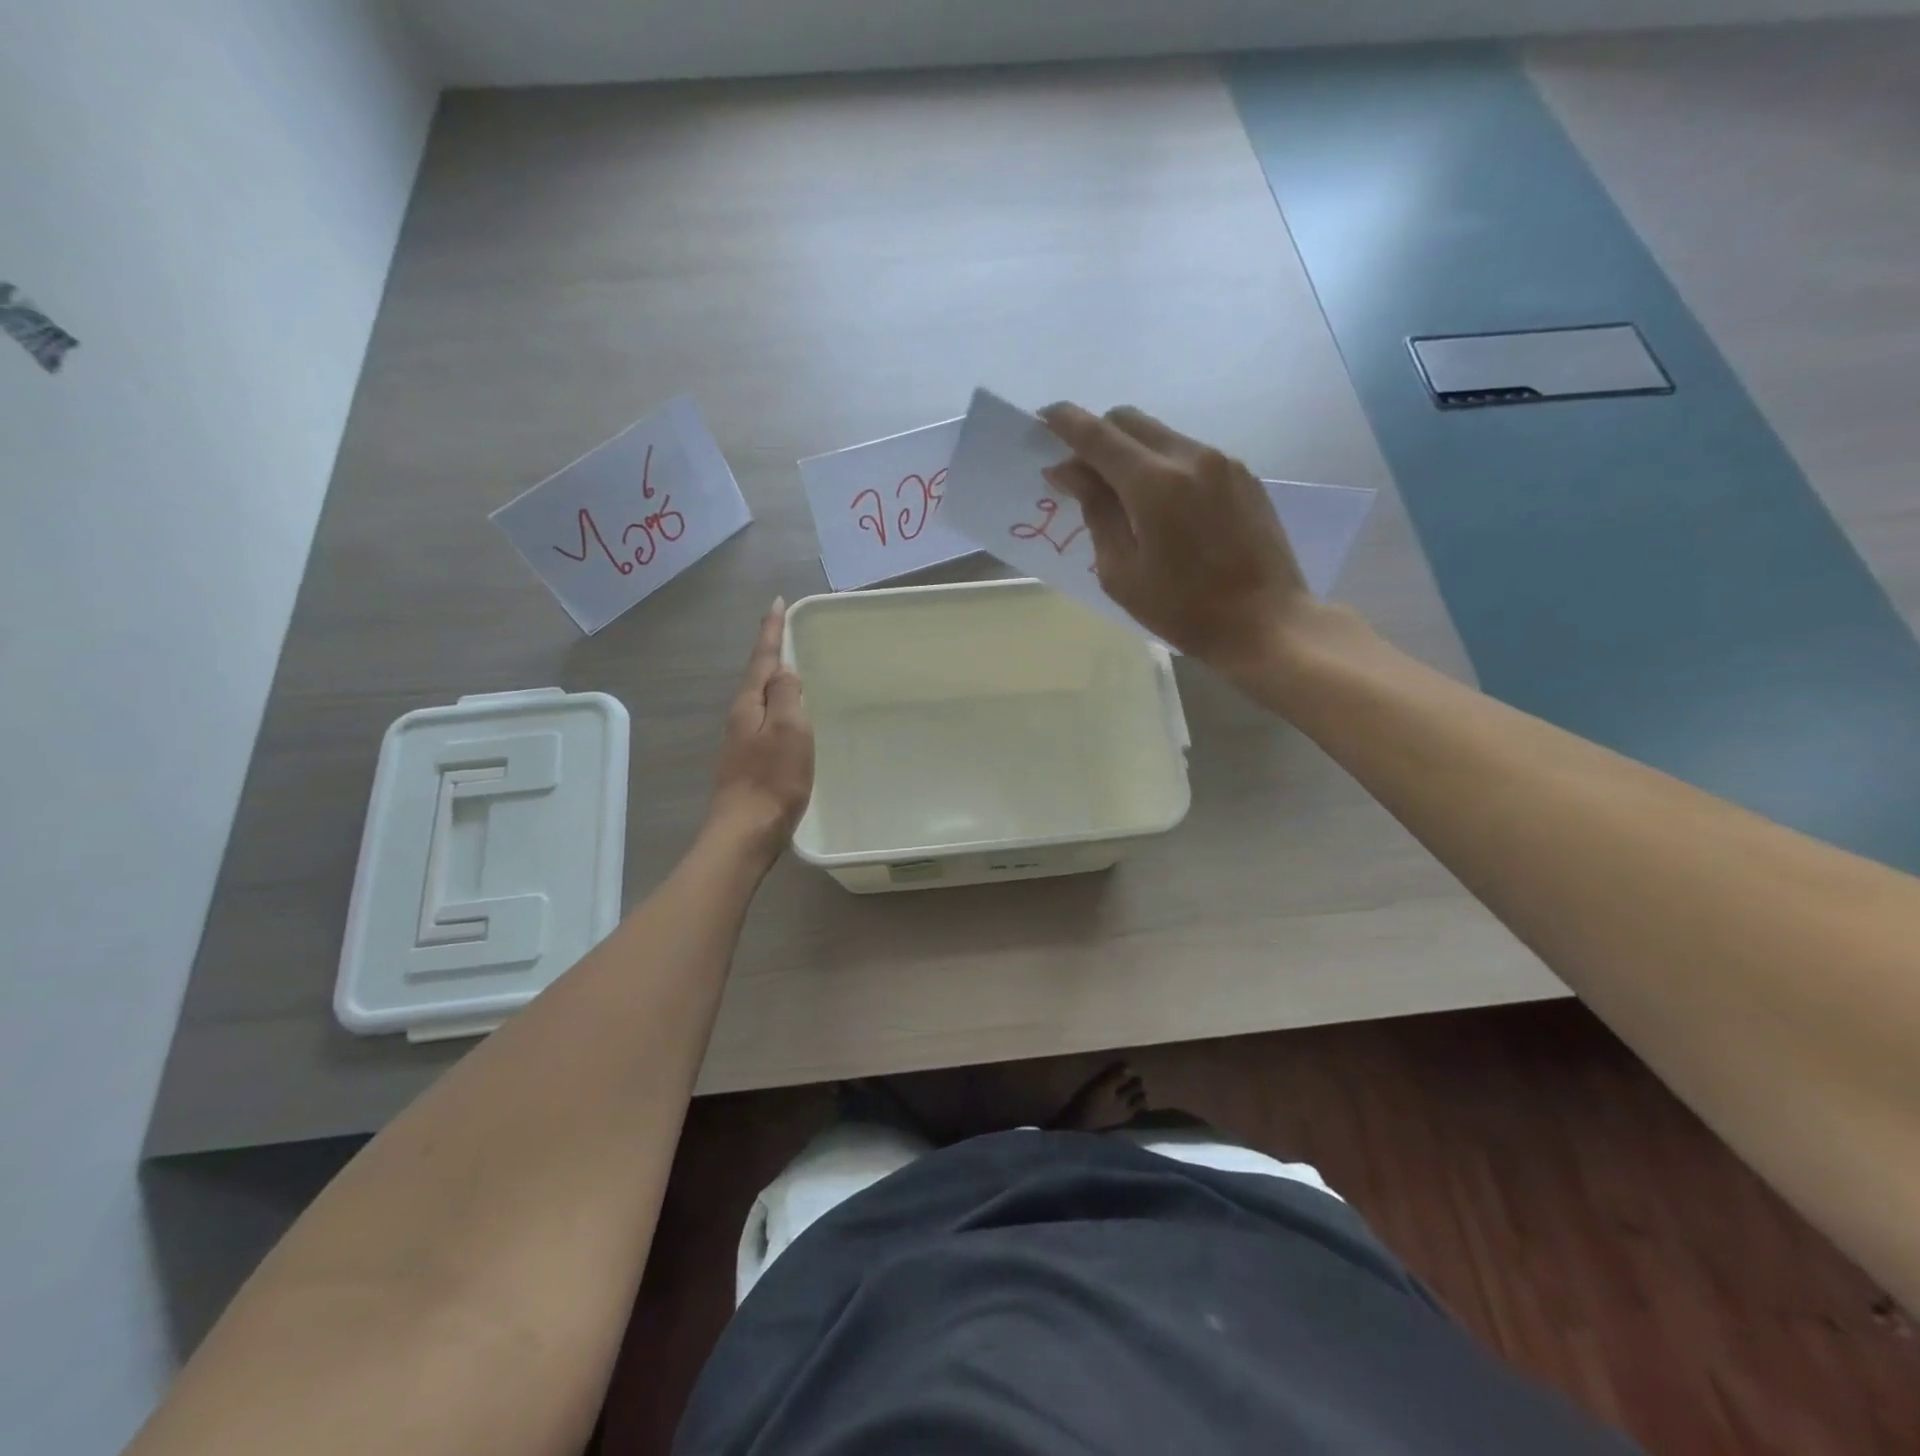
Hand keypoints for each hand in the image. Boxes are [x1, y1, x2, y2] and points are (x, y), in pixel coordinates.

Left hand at [707, 599, 813, 863]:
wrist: (746, 831)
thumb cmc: (773, 779)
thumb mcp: (789, 729)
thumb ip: (786, 695)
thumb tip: (784, 670)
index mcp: (750, 704)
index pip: (762, 658)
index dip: (771, 630)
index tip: (776, 602)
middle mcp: (741, 717)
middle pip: (757, 676)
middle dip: (770, 652)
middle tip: (786, 631)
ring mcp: (741, 741)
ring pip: (760, 698)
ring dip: (773, 679)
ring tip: (790, 667)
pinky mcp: (748, 761)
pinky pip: (765, 720)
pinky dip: (777, 706)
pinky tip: (788, 715)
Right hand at [1039, 403, 1318, 676]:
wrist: (1266, 623)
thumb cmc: (1183, 609)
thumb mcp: (1121, 572)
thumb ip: (1095, 512)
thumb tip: (1070, 471)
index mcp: (1155, 483)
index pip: (1098, 435)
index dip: (1064, 423)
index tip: (1042, 420)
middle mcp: (1191, 457)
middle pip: (1130, 421)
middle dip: (1097, 436)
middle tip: (1080, 474)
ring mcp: (1223, 463)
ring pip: (1161, 435)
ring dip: (1131, 453)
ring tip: (1122, 498)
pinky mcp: (1244, 476)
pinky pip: (1190, 454)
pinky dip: (1163, 466)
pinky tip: (1163, 508)